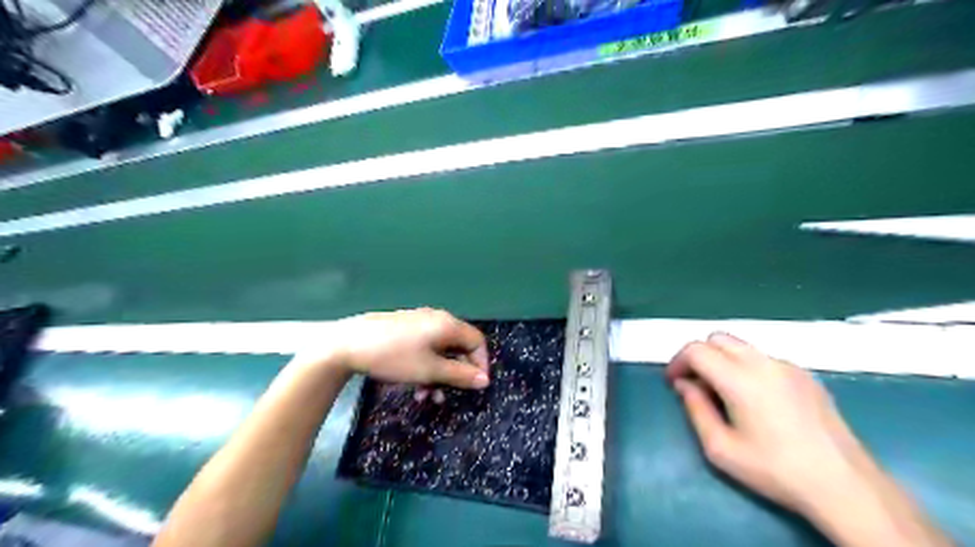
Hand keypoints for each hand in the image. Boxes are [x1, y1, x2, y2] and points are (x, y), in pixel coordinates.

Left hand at [311, 310, 492, 389]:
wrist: (348, 344)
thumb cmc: (394, 357)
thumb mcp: (430, 371)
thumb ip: (460, 375)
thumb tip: (485, 380)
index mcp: (448, 325)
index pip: (477, 342)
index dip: (480, 364)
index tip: (474, 387)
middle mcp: (437, 319)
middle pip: (459, 347)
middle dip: (455, 374)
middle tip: (446, 395)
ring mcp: (420, 323)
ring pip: (441, 351)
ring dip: (439, 374)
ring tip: (426, 396)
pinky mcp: (405, 329)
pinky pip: (426, 348)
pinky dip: (426, 366)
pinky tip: (414, 384)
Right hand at [662, 331, 875, 513]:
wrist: (844, 485)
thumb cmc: (775, 470)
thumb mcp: (720, 448)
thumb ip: (695, 409)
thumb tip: (685, 385)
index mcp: (740, 379)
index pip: (696, 349)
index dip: (678, 362)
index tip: (675, 383)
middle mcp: (764, 363)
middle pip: (718, 339)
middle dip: (699, 355)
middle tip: (695, 384)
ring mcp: (788, 366)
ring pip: (741, 345)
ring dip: (722, 359)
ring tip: (723, 392)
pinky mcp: (805, 375)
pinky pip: (764, 358)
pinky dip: (746, 366)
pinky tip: (755, 398)